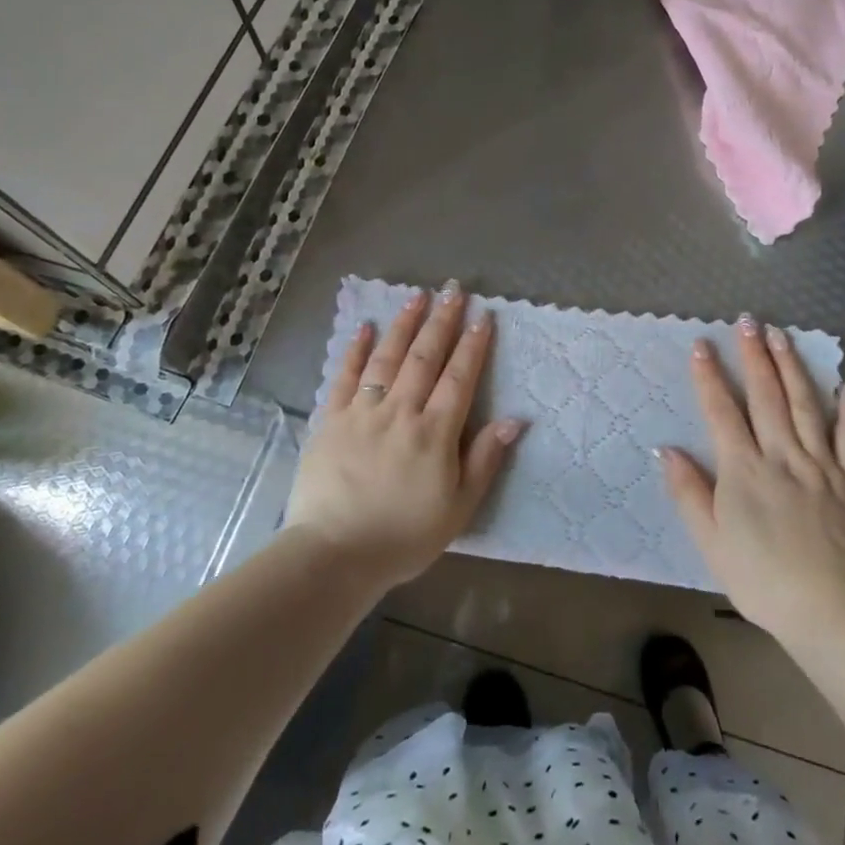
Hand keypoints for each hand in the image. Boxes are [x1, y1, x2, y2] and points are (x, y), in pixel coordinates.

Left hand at [284, 282, 521, 589]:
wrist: (334, 554)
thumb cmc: (403, 536)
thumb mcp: (458, 508)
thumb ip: (484, 460)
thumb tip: (514, 419)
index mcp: (435, 432)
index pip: (459, 378)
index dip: (473, 345)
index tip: (483, 316)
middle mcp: (400, 411)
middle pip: (425, 357)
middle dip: (442, 321)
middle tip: (454, 290)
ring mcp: (362, 412)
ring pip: (387, 358)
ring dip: (404, 324)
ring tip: (418, 296)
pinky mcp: (331, 420)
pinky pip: (345, 376)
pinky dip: (356, 349)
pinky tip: (365, 326)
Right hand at [661, 317, 844, 645]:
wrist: (831, 612)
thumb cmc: (762, 580)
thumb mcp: (711, 542)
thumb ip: (689, 493)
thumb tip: (665, 450)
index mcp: (744, 470)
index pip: (722, 412)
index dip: (709, 376)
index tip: (701, 344)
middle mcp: (782, 455)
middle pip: (766, 396)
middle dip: (754, 356)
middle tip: (748, 321)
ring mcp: (822, 466)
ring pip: (806, 406)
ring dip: (793, 368)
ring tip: (783, 335)